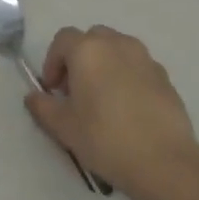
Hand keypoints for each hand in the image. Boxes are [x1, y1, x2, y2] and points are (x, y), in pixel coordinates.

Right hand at [24, 26, 198, 196]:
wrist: (163, 160)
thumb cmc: (105, 138)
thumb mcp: (64, 127)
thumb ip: (43, 107)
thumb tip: (33, 97)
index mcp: (88, 50)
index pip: (63, 40)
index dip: (52, 62)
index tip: (53, 90)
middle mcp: (117, 44)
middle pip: (91, 39)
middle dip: (79, 59)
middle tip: (75, 91)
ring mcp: (145, 57)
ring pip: (117, 49)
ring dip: (104, 65)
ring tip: (102, 99)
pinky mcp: (165, 76)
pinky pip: (137, 66)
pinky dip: (127, 76)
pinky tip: (127, 108)